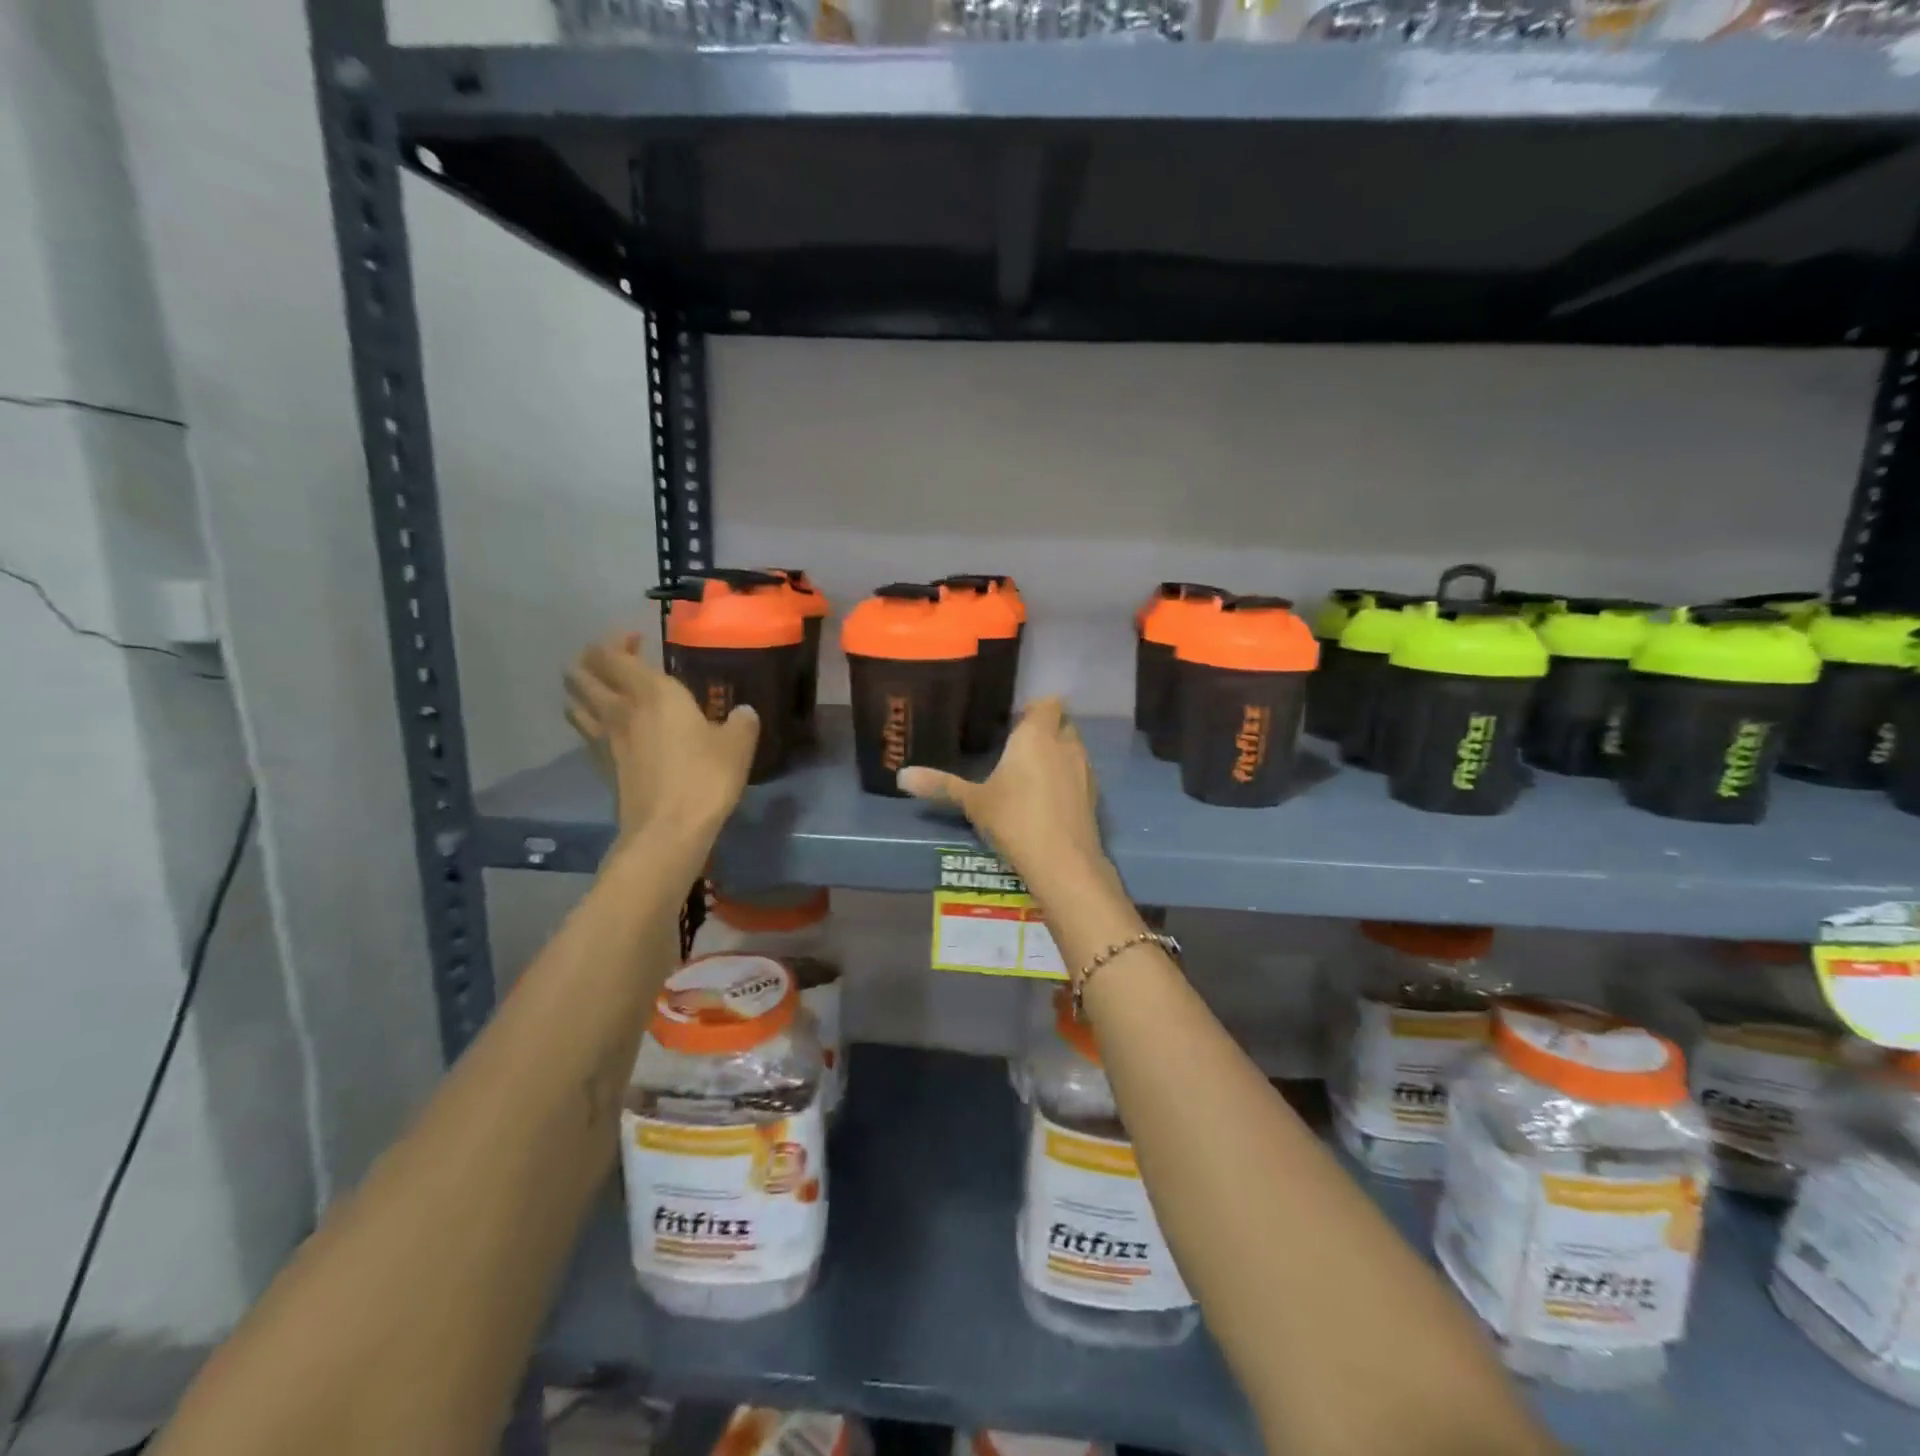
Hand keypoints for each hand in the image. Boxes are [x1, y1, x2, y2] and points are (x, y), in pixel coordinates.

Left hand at [564, 633, 758, 840]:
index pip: (612, 654)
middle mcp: (620, 708)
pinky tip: (609, 728)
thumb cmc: (704, 777)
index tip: (635, 639)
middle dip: (590, 660)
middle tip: (614, 661)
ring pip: (575, 702)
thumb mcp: (737, 745)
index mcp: (652, 692)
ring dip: (583, 689)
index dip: (617, 641)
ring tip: (603, 690)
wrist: (668, 829)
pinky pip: (585, 731)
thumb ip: (741, 723)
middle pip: (581, 673)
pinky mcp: (601, 766)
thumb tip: (743, 713)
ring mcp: (604, 739)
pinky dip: (589, 720)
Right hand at [899, 697, 1112, 895]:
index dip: (1034, 709)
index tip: (1013, 723)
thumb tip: (901, 776)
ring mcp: (1084, 770)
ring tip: (1030, 774)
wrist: (1062, 861)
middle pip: (1062, 723)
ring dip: (1056, 754)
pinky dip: (1066, 778)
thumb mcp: (973, 802)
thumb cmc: (1014, 819)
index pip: (1048, 703)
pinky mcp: (1094, 795)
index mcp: (1037, 735)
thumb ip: (940, 785)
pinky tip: (1046, 799)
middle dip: (1044, 730)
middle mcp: (1065, 744)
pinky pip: (1079, 774)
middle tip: (1017, 748)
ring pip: (1072, 749)